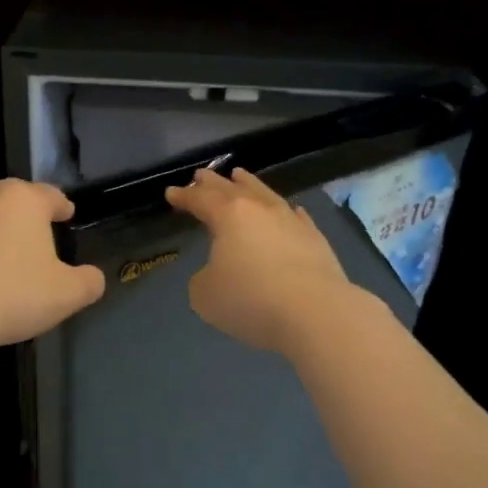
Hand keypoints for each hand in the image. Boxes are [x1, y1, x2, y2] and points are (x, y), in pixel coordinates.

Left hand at [0, 179, 105, 348]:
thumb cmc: (16, 292)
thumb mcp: (67, 293)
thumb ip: (88, 282)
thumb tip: (94, 278)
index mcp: (24, 201)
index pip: (50, 194)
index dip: (62, 205)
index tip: (68, 214)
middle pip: (14, 200)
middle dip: (29, 213)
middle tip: (42, 231)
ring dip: (2, 235)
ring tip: (14, 259)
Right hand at [164, 167, 362, 356]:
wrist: (315, 312)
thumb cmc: (250, 300)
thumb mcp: (206, 295)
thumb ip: (203, 278)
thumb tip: (217, 272)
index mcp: (229, 216)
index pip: (201, 199)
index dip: (184, 196)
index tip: (171, 192)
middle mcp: (260, 210)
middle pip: (233, 189)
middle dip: (213, 182)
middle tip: (201, 175)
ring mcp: (291, 221)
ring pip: (265, 194)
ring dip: (250, 184)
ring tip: (240, 176)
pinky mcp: (315, 239)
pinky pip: (296, 217)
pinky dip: (285, 211)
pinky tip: (289, 210)